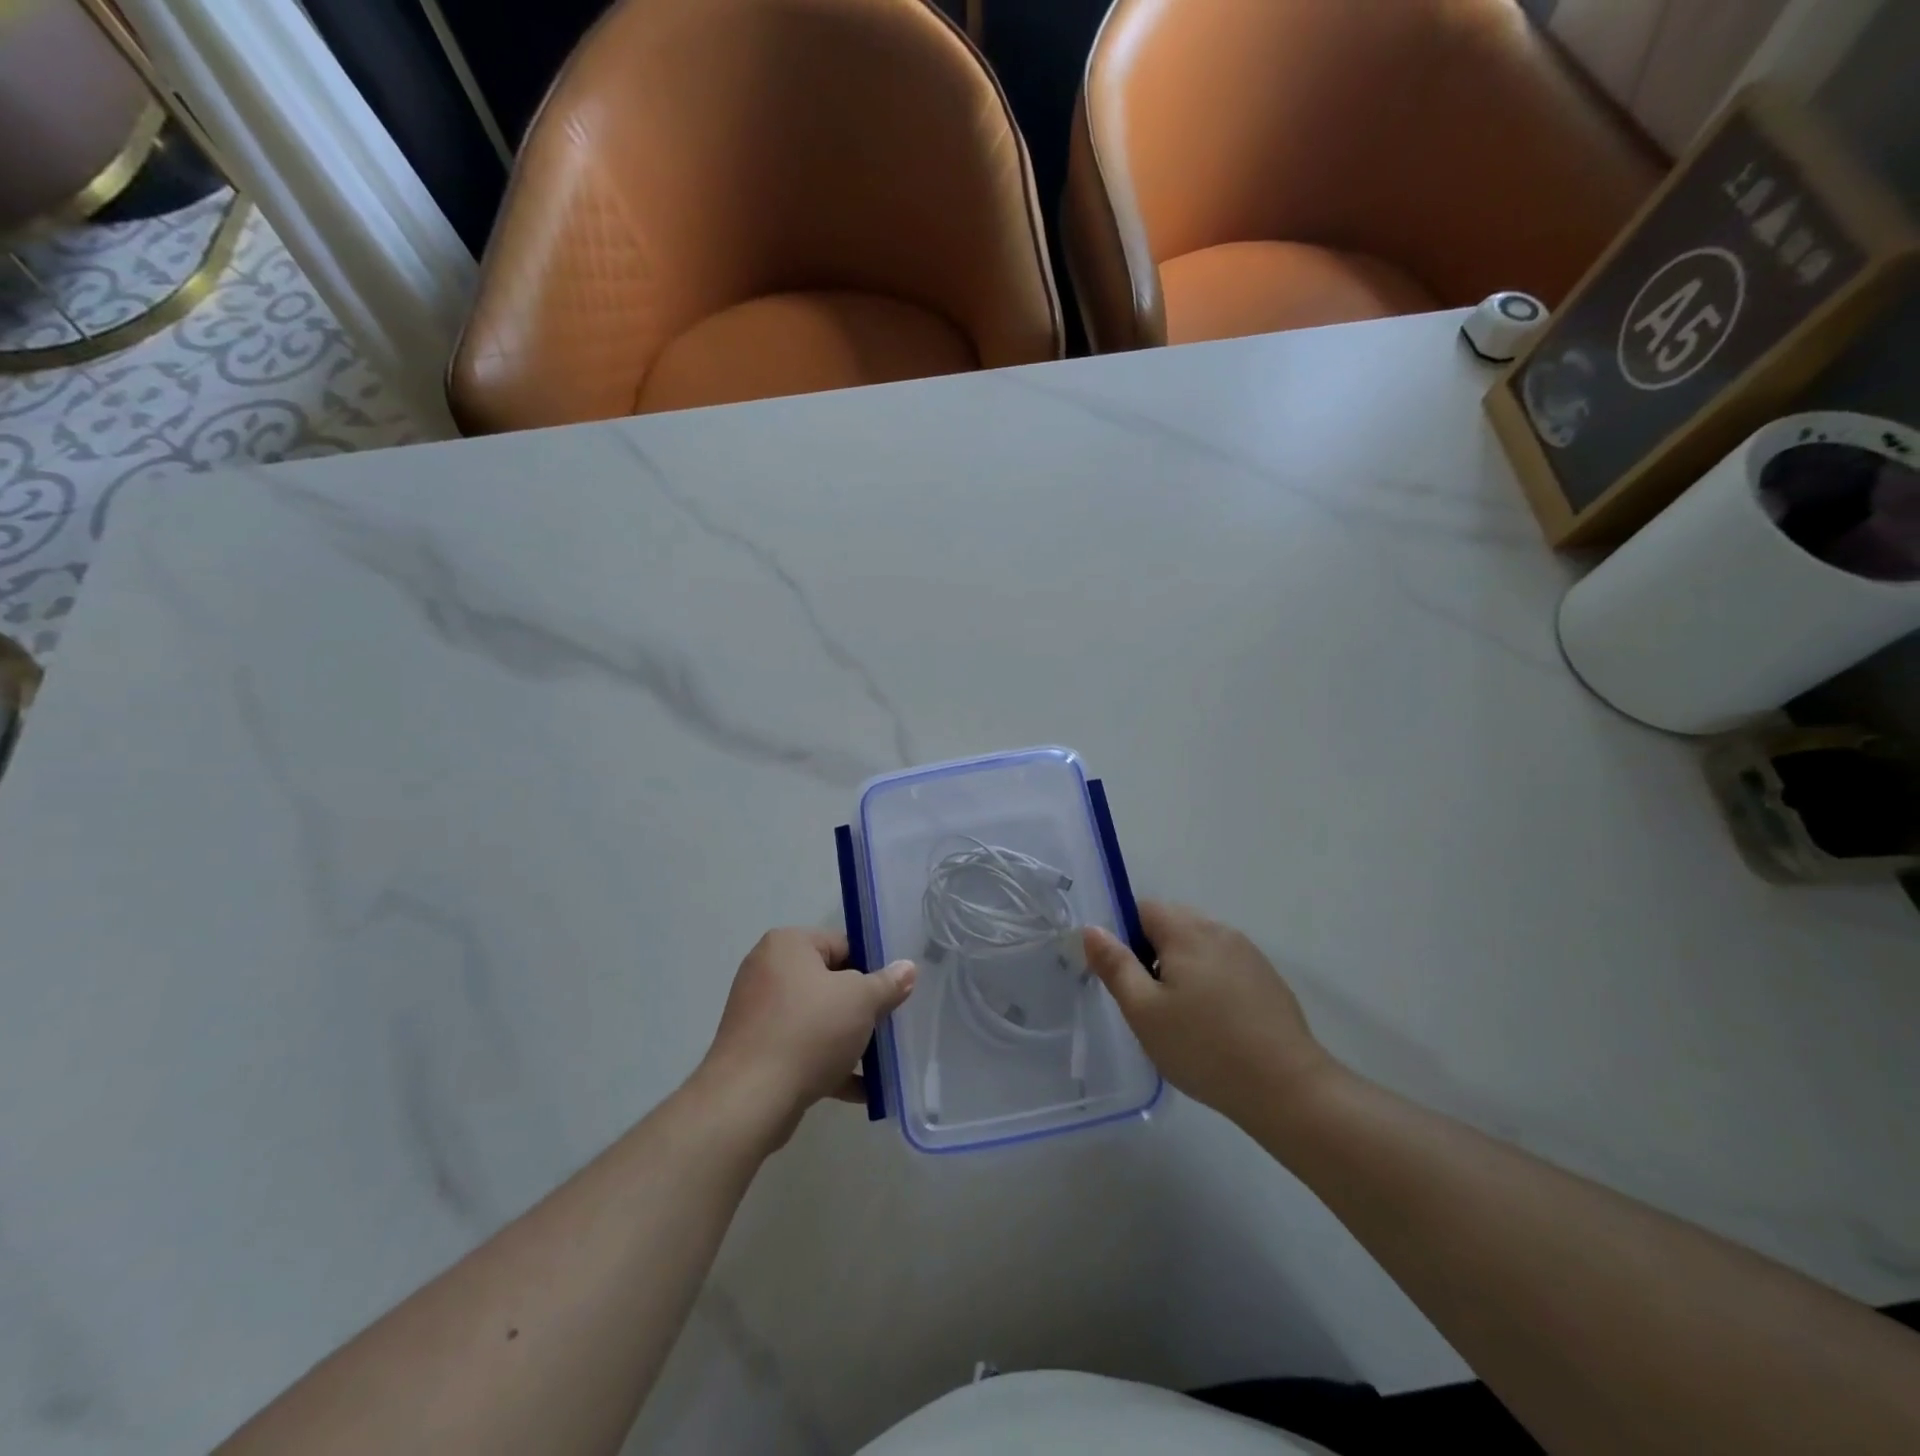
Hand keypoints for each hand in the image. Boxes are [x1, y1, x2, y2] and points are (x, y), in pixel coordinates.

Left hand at [695, 928, 914, 1146]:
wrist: (750, 1100)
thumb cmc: (809, 1032)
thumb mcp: (861, 1001)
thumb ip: (887, 984)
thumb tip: (907, 968)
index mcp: (787, 945)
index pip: (842, 944)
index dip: (872, 968)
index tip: (891, 994)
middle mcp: (767, 971)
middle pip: (830, 983)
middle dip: (861, 1008)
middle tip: (887, 1027)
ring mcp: (758, 1013)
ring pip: (817, 1019)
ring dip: (848, 1040)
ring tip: (879, 1062)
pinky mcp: (756, 1051)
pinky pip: (801, 1049)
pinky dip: (828, 1064)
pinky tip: (860, 1090)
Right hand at [1083, 901, 1332, 1124]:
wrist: (1287, 1088)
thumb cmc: (1203, 1047)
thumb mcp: (1144, 1010)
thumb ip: (1115, 965)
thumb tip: (1092, 928)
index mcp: (1186, 930)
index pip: (1142, 909)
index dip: (1124, 937)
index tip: (1125, 978)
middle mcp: (1219, 930)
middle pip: (1171, 925)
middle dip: (1152, 953)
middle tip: (1148, 1002)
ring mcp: (1248, 953)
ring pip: (1198, 947)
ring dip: (1181, 969)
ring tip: (1180, 1018)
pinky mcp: (1267, 979)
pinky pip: (1224, 966)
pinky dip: (1209, 984)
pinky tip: (1213, 1026)